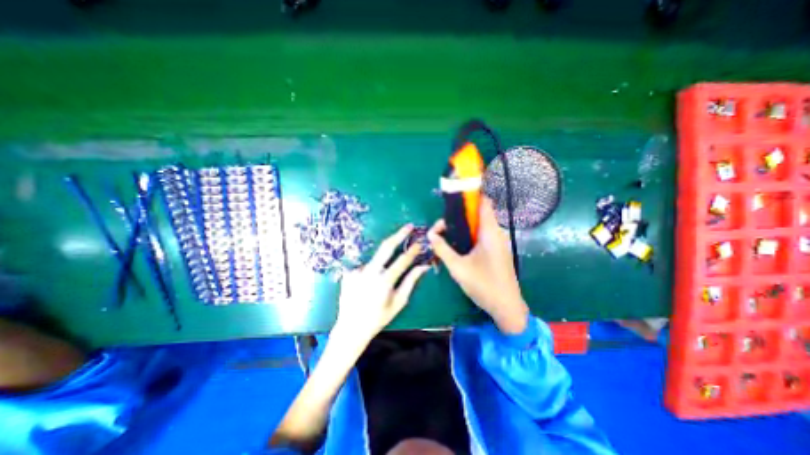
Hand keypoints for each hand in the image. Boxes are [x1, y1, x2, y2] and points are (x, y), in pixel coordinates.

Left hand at [331, 226, 429, 346]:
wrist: (350, 327)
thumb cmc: (378, 318)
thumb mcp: (398, 302)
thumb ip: (411, 282)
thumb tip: (423, 267)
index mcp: (384, 281)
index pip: (402, 260)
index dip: (413, 250)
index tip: (420, 243)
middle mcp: (370, 272)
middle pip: (386, 247)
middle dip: (399, 234)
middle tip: (408, 226)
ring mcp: (358, 270)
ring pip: (376, 258)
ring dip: (384, 259)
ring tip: (381, 278)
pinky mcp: (350, 272)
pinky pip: (366, 267)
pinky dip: (371, 271)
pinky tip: (368, 285)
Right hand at [427, 195, 528, 333]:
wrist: (507, 307)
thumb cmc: (483, 285)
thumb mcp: (458, 267)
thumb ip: (442, 249)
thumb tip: (430, 235)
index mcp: (490, 232)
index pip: (483, 203)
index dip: (470, 196)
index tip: (453, 198)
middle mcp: (496, 233)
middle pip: (478, 214)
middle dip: (459, 216)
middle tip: (442, 227)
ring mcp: (498, 243)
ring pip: (479, 226)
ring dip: (463, 227)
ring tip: (446, 235)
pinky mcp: (496, 251)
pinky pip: (482, 236)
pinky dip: (469, 236)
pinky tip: (458, 246)